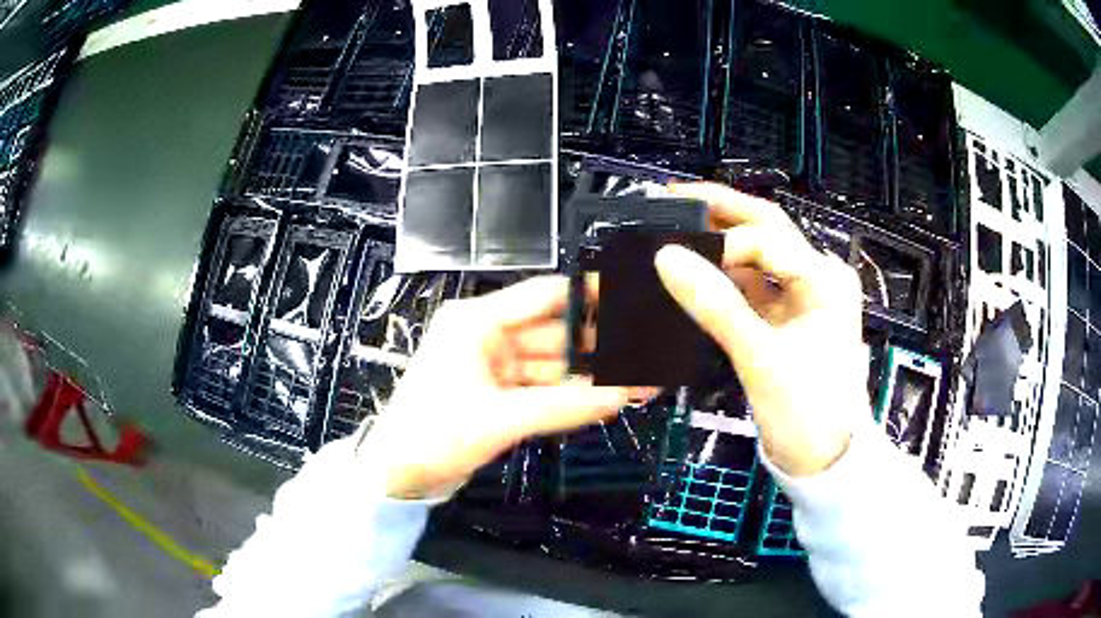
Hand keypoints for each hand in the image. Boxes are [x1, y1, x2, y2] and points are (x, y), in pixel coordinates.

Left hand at [356, 276, 638, 498]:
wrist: (397, 475)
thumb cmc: (433, 435)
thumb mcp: (498, 419)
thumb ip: (564, 406)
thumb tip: (623, 396)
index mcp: (476, 322)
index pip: (543, 296)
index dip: (588, 294)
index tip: (630, 296)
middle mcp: (486, 336)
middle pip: (554, 332)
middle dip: (599, 344)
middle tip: (645, 349)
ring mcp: (493, 367)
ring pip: (553, 364)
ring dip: (591, 374)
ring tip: (639, 378)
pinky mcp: (498, 395)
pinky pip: (543, 388)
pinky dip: (571, 394)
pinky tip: (607, 395)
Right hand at [656, 183, 868, 476]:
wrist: (824, 461)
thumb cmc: (807, 412)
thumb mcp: (762, 359)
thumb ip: (716, 306)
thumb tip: (666, 258)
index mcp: (824, 279)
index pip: (767, 240)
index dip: (720, 243)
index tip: (675, 257)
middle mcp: (816, 277)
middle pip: (766, 230)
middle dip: (721, 210)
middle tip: (672, 198)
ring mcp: (800, 297)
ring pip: (755, 256)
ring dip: (719, 243)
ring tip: (675, 229)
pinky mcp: (784, 319)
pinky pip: (749, 287)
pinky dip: (722, 279)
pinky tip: (694, 274)